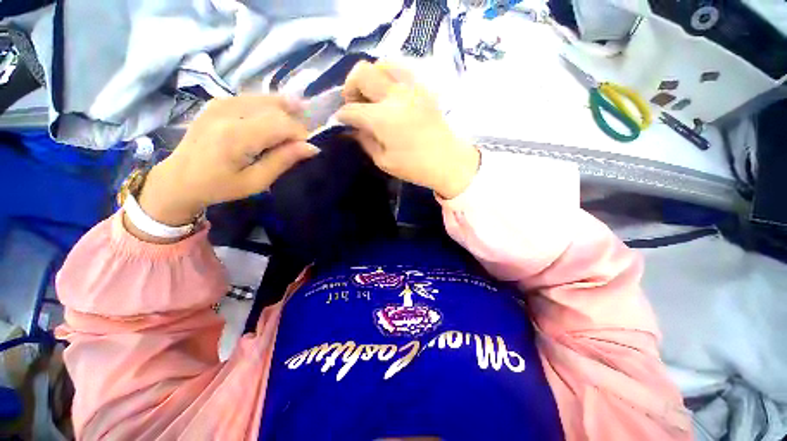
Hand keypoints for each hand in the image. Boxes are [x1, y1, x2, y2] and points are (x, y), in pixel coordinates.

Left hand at [135, 95, 317, 234]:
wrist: (179, 178)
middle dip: (294, 123)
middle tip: (298, 143)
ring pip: (266, 98)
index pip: (283, 124)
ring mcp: (221, 102)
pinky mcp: (218, 101)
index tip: (304, 151)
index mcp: (236, 135)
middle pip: (276, 109)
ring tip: (292, 127)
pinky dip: (269, 106)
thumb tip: (312, 147)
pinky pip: (253, 98)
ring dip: (285, 111)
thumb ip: (283, 160)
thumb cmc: (219, 186)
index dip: (300, 135)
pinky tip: (275, 118)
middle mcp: (228, 111)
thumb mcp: (256, 181)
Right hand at [336, 61, 479, 198]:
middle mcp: (395, 95)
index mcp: (383, 118)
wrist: (448, 162)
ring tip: (372, 95)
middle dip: (350, 87)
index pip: (351, 109)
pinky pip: (402, 69)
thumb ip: (365, 141)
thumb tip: (352, 128)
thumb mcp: (384, 161)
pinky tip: (390, 92)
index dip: (341, 115)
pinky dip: (389, 75)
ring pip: (382, 63)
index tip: (340, 121)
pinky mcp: (423, 88)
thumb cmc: (415, 167)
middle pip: (361, 73)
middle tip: (354, 105)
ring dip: (371, 77)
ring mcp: (412, 88)